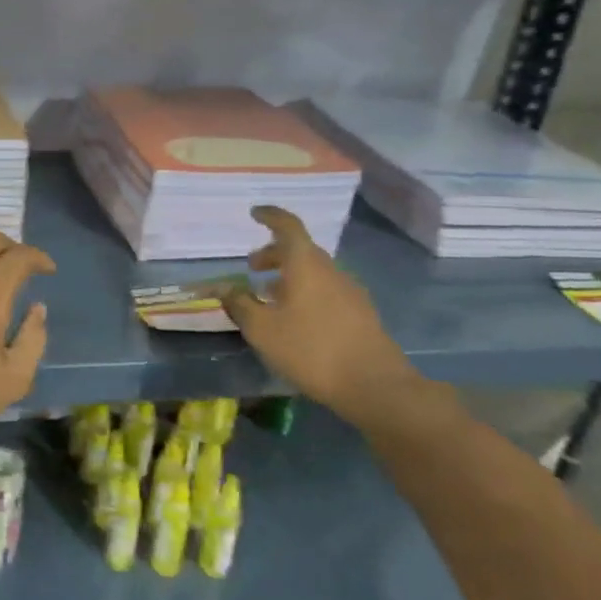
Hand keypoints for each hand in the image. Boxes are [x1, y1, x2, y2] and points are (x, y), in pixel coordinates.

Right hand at [222, 205, 421, 427]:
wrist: (375, 386)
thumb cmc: (312, 350)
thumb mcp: (263, 330)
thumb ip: (240, 305)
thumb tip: (225, 288)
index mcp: (306, 265)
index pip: (288, 226)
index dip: (270, 216)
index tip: (254, 213)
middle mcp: (330, 270)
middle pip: (301, 250)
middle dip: (274, 253)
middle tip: (252, 267)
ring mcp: (350, 292)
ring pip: (314, 272)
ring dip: (289, 276)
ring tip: (268, 297)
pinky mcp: (360, 314)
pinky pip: (326, 291)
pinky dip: (305, 292)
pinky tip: (295, 319)